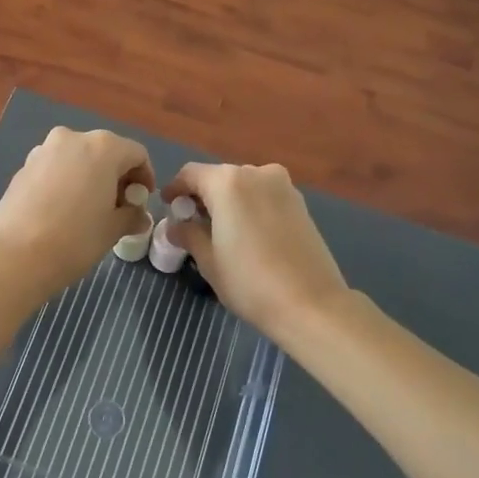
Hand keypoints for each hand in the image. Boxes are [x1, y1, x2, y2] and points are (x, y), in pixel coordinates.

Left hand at [0, 127, 153, 297]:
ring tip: (89, 209)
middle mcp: (72, 138)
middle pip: (105, 152)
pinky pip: (54, 169)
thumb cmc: (76, 239)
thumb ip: (131, 215)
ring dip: (89, 177)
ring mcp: (43, 150)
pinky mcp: (23, 167)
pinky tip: (62, 211)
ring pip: (77, 158)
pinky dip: (65, 182)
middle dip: (116, 176)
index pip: (137, 154)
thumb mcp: (113, 229)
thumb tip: (138, 216)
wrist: (17, 256)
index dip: (145, 177)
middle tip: (118, 207)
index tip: (142, 202)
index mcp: (103, 147)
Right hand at [161, 162, 350, 345]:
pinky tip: (247, 234)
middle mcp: (257, 173)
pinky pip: (265, 197)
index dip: (175, 189)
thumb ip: (189, 235)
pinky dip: (250, 207)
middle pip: (219, 177)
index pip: (190, 174)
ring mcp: (283, 186)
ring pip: (244, 186)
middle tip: (191, 223)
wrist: (311, 304)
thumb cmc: (250, 282)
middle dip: (202, 196)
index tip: (167, 206)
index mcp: (228, 182)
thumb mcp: (209, 261)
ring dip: (228, 202)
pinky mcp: (300, 203)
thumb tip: (177, 226)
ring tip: (220, 231)